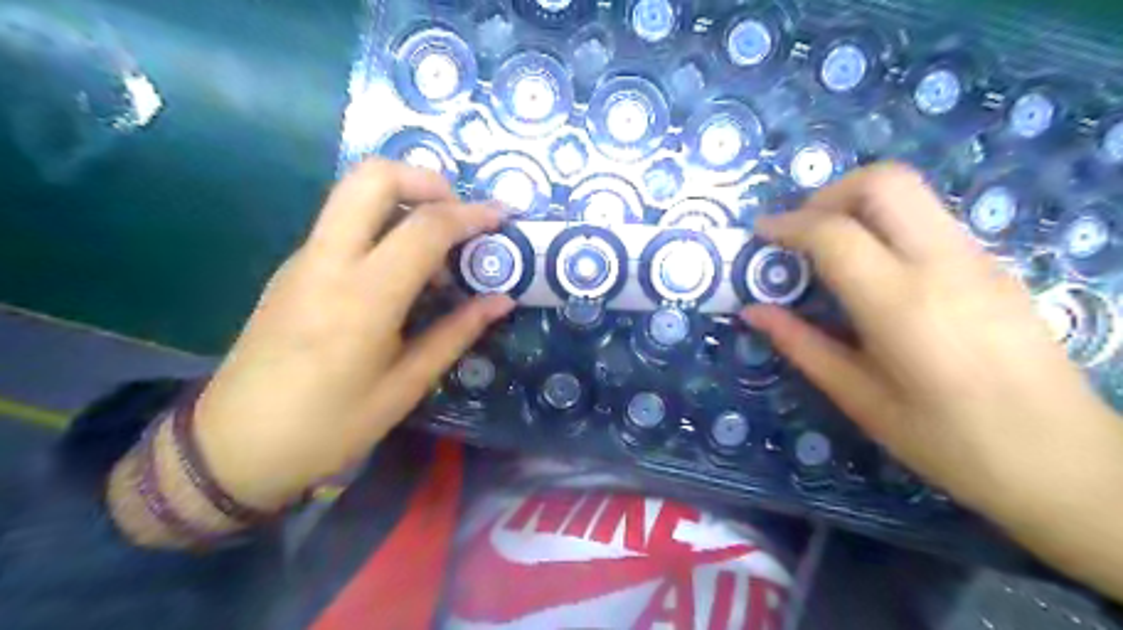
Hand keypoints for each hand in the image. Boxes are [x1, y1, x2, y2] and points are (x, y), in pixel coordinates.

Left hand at [193, 158, 512, 511]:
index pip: (425, 227)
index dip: (472, 215)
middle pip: (373, 176)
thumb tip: (501, 300)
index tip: (503, 217)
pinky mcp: (293, 268)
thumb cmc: (330, 426)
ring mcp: (304, 259)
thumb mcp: (405, 386)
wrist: (234, 446)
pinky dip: (383, 223)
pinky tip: (402, 270)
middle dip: (427, 180)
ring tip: (438, 246)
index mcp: (364, 298)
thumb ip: (456, 333)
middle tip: (459, 214)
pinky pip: (343, 222)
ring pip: (353, 192)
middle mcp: (328, 261)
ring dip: (404, 198)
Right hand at [743, 163, 1122, 595]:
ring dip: (857, 205)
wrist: (1062, 460)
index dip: (787, 224)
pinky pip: (928, 219)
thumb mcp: (858, 398)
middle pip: (883, 181)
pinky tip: (872, 270)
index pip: (834, 232)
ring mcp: (977, 258)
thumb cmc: (947, 441)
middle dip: (828, 194)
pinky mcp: (993, 264)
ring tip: (828, 249)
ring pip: (911, 193)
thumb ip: (800, 344)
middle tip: (800, 231)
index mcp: (901, 304)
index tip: (760, 233)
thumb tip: (753, 311)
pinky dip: (886, 224)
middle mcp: (943, 264)